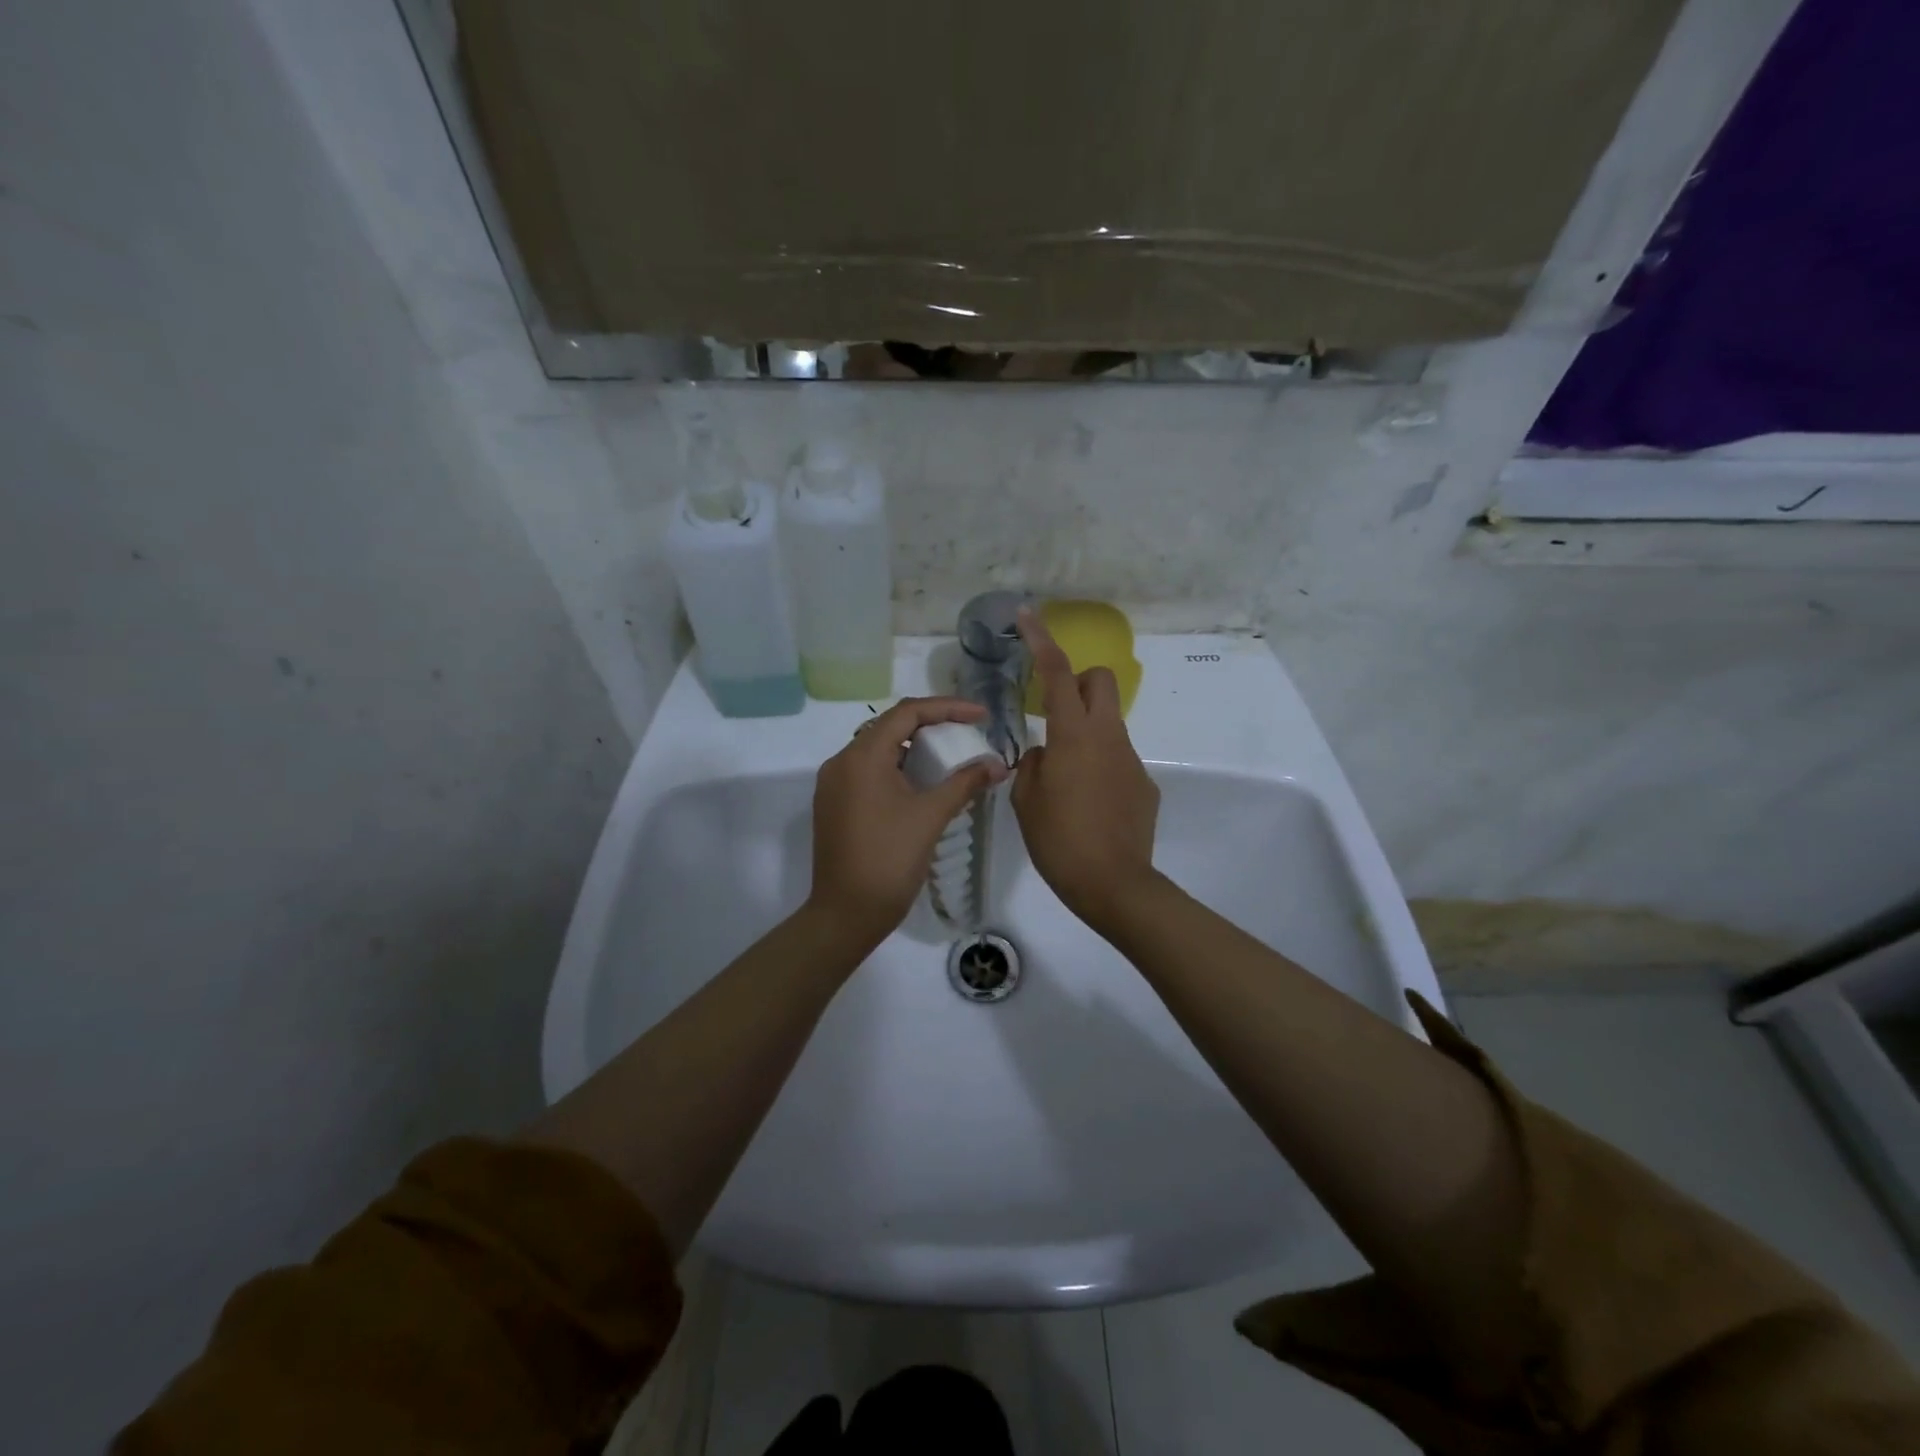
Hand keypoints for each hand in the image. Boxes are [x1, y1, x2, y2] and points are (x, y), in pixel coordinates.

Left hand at [807, 696, 1007, 949]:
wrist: (846, 913)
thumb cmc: (890, 860)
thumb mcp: (931, 816)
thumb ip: (965, 782)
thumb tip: (999, 766)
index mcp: (862, 756)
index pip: (907, 713)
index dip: (947, 708)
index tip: (981, 716)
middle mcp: (841, 761)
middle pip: (890, 727)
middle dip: (931, 725)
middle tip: (966, 732)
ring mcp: (833, 784)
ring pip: (878, 750)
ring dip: (913, 747)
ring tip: (949, 755)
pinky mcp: (833, 804)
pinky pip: (868, 772)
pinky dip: (897, 768)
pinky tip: (921, 782)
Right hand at [1011, 608, 1160, 928]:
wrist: (1114, 884)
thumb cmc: (1059, 841)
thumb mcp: (1026, 800)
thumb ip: (1031, 764)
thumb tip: (1044, 753)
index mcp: (1073, 736)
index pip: (1057, 673)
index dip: (1041, 641)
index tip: (1029, 615)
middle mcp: (1108, 736)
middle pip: (1101, 680)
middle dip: (1079, 681)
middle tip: (1055, 713)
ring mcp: (1131, 759)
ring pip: (1109, 722)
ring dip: (1086, 731)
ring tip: (1066, 778)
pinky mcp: (1144, 783)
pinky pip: (1118, 758)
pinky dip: (1100, 766)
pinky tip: (1090, 805)